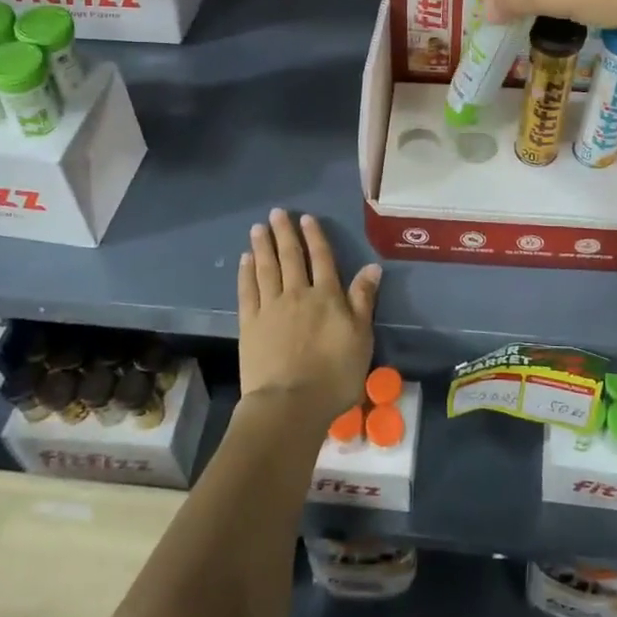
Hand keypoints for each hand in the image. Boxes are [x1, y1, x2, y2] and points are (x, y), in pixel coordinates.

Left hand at [236, 209, 380, 429]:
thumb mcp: (361, 337)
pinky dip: (246, 272)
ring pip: (266, 268)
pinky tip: (245, 260)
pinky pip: (247, 291)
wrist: (290, 404)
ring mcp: (271, 308)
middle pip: (291, 257)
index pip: (321, 259)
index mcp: (328, 296)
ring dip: (263, 246)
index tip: (306, 218)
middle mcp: (298, 294)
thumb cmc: (334, 375)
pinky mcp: (250, 324)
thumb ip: (363, 300)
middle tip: (277, 213)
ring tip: (258, 228)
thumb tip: (372, 267)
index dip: (314, 237)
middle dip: (285, 233)